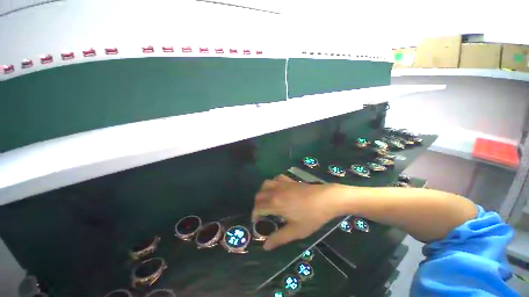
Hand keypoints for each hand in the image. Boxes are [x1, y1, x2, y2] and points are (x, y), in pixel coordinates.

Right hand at [251, 175, 340, 249]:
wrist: (326, 199)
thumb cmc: (311, 216)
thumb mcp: (296, 231)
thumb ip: (279, 238)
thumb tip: (265, 246)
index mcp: (275, 203)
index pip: (258, 208)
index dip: (255, 215)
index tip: (257, 222)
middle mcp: (275, 191)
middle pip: (259, 195)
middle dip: (257, 204)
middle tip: (262, 213)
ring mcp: (282, 184)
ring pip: (265, 184)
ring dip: (263, 192)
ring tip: (268, 200)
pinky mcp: (290, 180)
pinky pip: (276, 178)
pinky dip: (273, 183)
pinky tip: (278, 189)